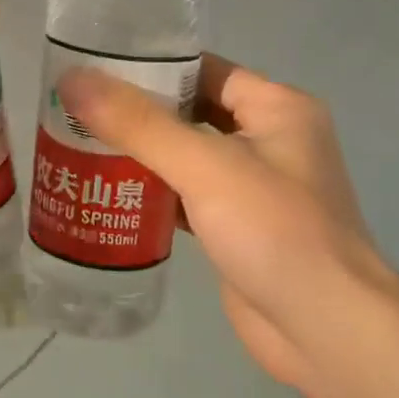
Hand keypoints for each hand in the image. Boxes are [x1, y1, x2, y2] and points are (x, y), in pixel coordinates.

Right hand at [59, 55, 398, 390]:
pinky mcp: (236, 228)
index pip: (203, 70)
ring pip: (186, 157)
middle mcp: (269, 140)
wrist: (326, 331)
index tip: (94, 68)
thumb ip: (138, 123)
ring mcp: (253, 188)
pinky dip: (151, 193)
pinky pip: (186, 196)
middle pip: (191, 113)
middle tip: (73, 108)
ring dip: (140, 154)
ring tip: (77, 144)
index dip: (150, 66)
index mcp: (278, 108)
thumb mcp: (205, 166)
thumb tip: (72, 80)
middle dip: (136, 113)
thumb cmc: (275, 231)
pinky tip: (107, 193)